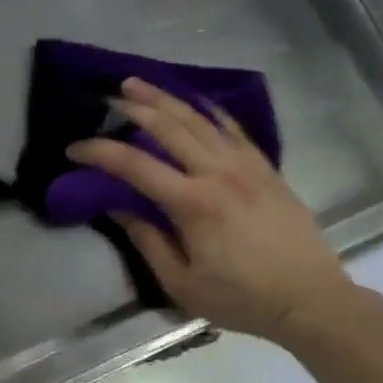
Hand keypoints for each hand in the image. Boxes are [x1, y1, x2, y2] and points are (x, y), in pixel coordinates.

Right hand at [66, 78, 352, 342]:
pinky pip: (231, 127)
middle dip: (131, 108)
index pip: (134, 165)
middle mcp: (218, 172)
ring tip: (138, 83)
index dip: (99, 152)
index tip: (74, 149)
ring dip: (164, 98)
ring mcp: (246, 165)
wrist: (308, 298)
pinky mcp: (265, 167)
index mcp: (193, 203)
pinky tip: (193, 102)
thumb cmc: (241, 299)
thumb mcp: (182, 283)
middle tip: (104, 99)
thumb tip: (116, 207)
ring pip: (198, 118)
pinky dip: (207, 110)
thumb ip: (147, 241)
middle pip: (167, 126)